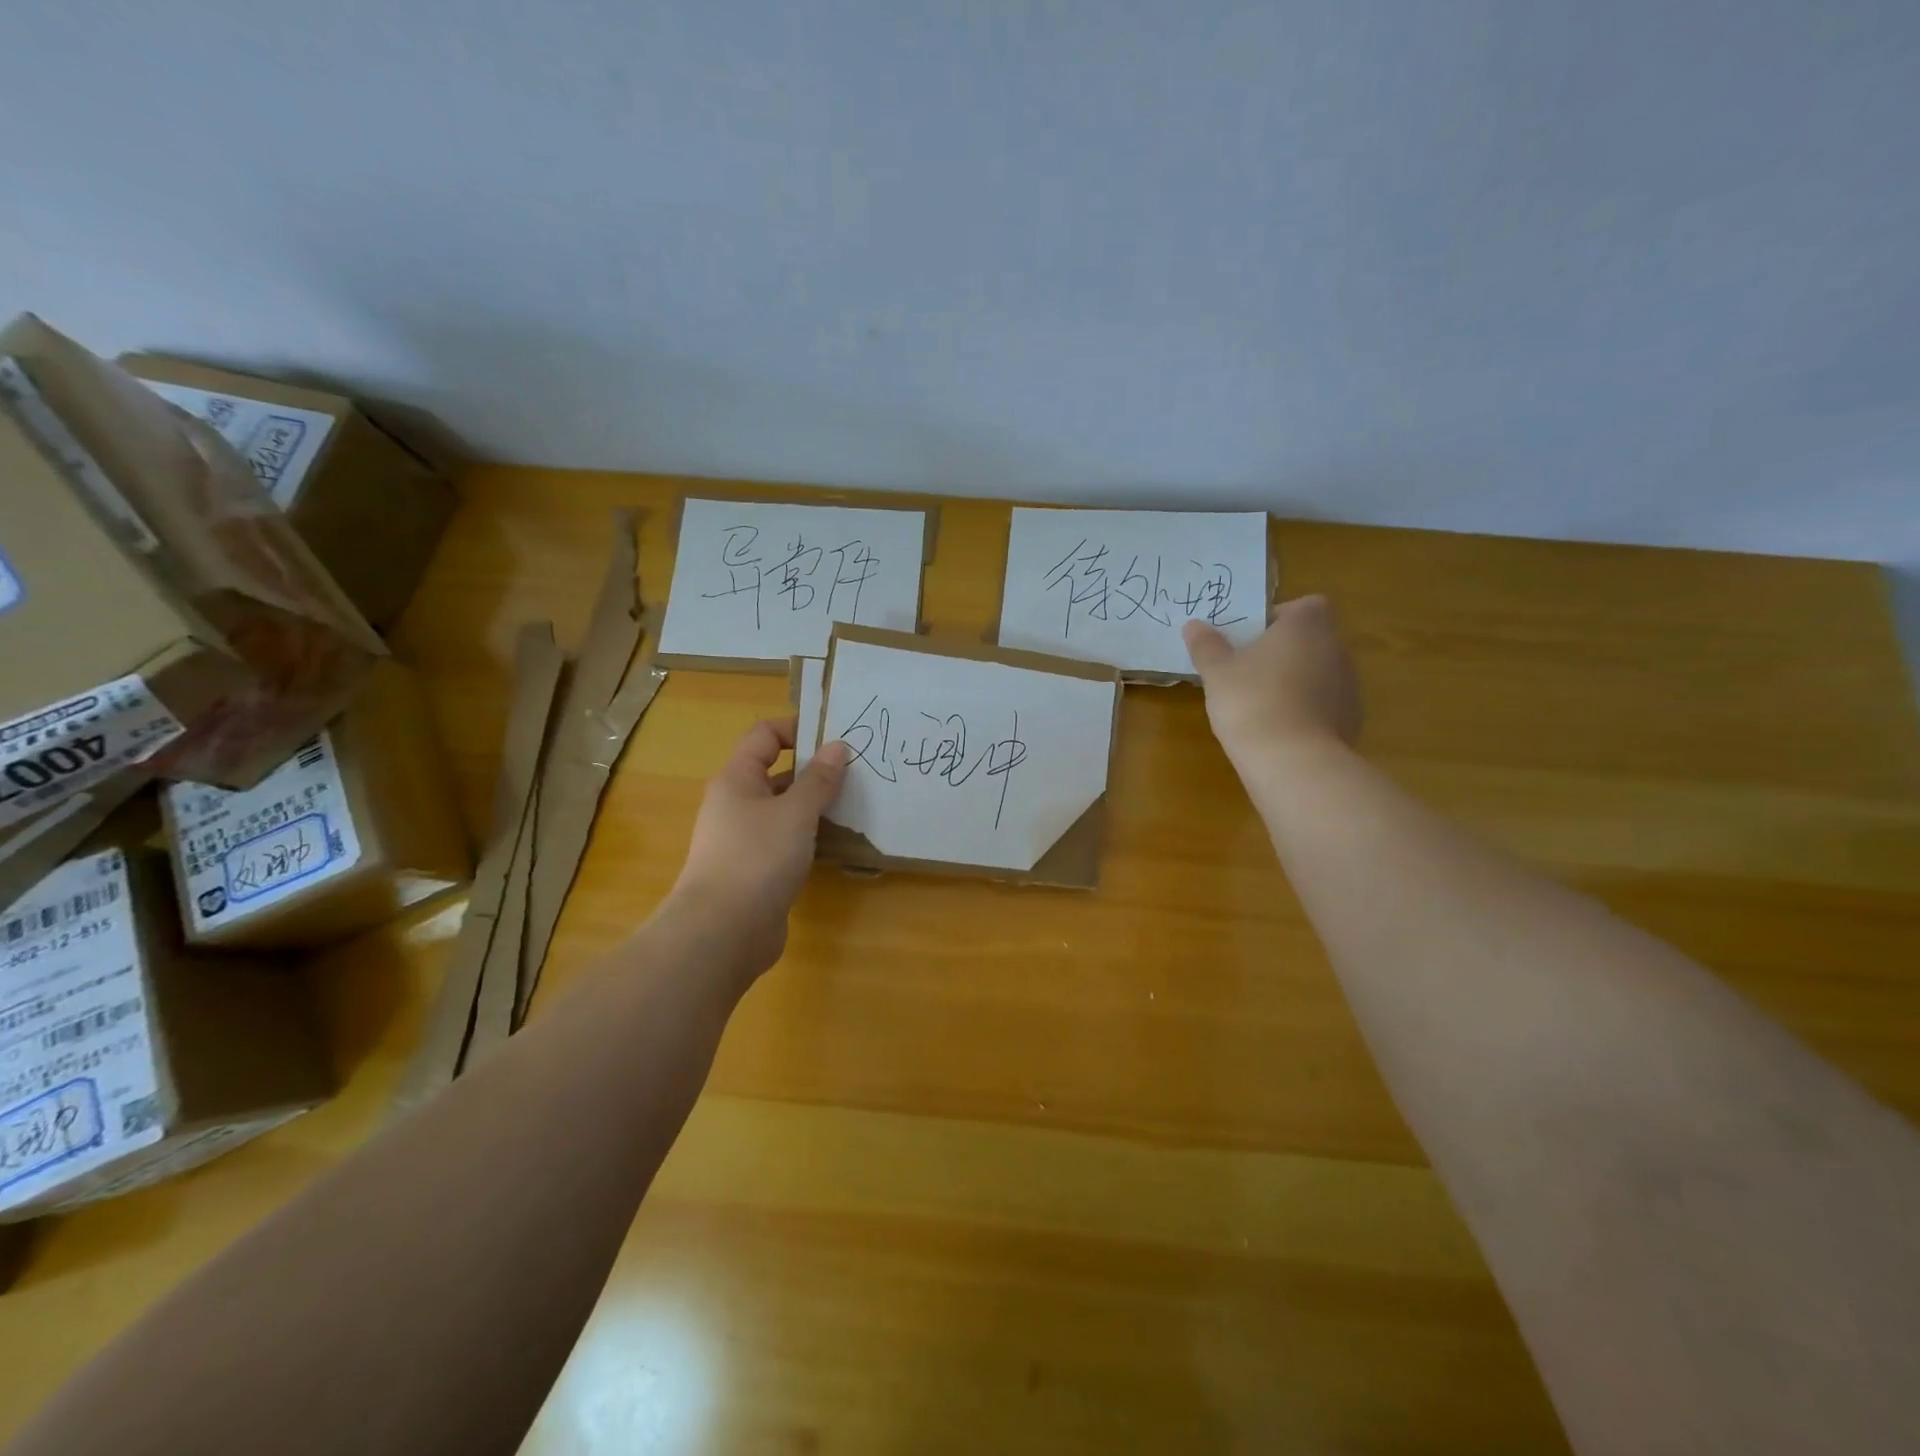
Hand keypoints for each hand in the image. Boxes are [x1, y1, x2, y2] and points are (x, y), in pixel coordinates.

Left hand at [668, 717, 851, 974]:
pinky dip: (811, 838)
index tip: (837, 738)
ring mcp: (745, 839)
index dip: (798, 729)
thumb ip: (819, 779)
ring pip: (785, 811)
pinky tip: (839, 844)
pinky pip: (788, 842)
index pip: (765, 735)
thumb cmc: (757, 858)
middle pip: (778, 773)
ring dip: (817, 807)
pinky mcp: (757, 870)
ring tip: (857, 806)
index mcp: (737, 779)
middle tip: (858, 774)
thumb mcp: (795, 812)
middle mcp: (737, 804)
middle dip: (816, 771)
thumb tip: (837, 746)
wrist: (723, 932)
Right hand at [1182, 595, 1361, 762]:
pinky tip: (1280, 731)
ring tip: (1261, 705)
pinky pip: (1325, 705)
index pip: (1303, 606)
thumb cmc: (1251, 701)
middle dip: (1283, 652)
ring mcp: (1349, 685)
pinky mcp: (1352, 719)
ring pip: (1318, 673)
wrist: (1292, 761)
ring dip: (1295, 682)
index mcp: (1307, 625)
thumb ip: (1206, 645)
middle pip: (1310, 640)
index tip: (1251, 639)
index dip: (1278, 618)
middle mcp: (1336, 647)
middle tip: (1247, 672)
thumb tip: (1194, 625)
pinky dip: (1306, 711)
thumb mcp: (1216, 671)